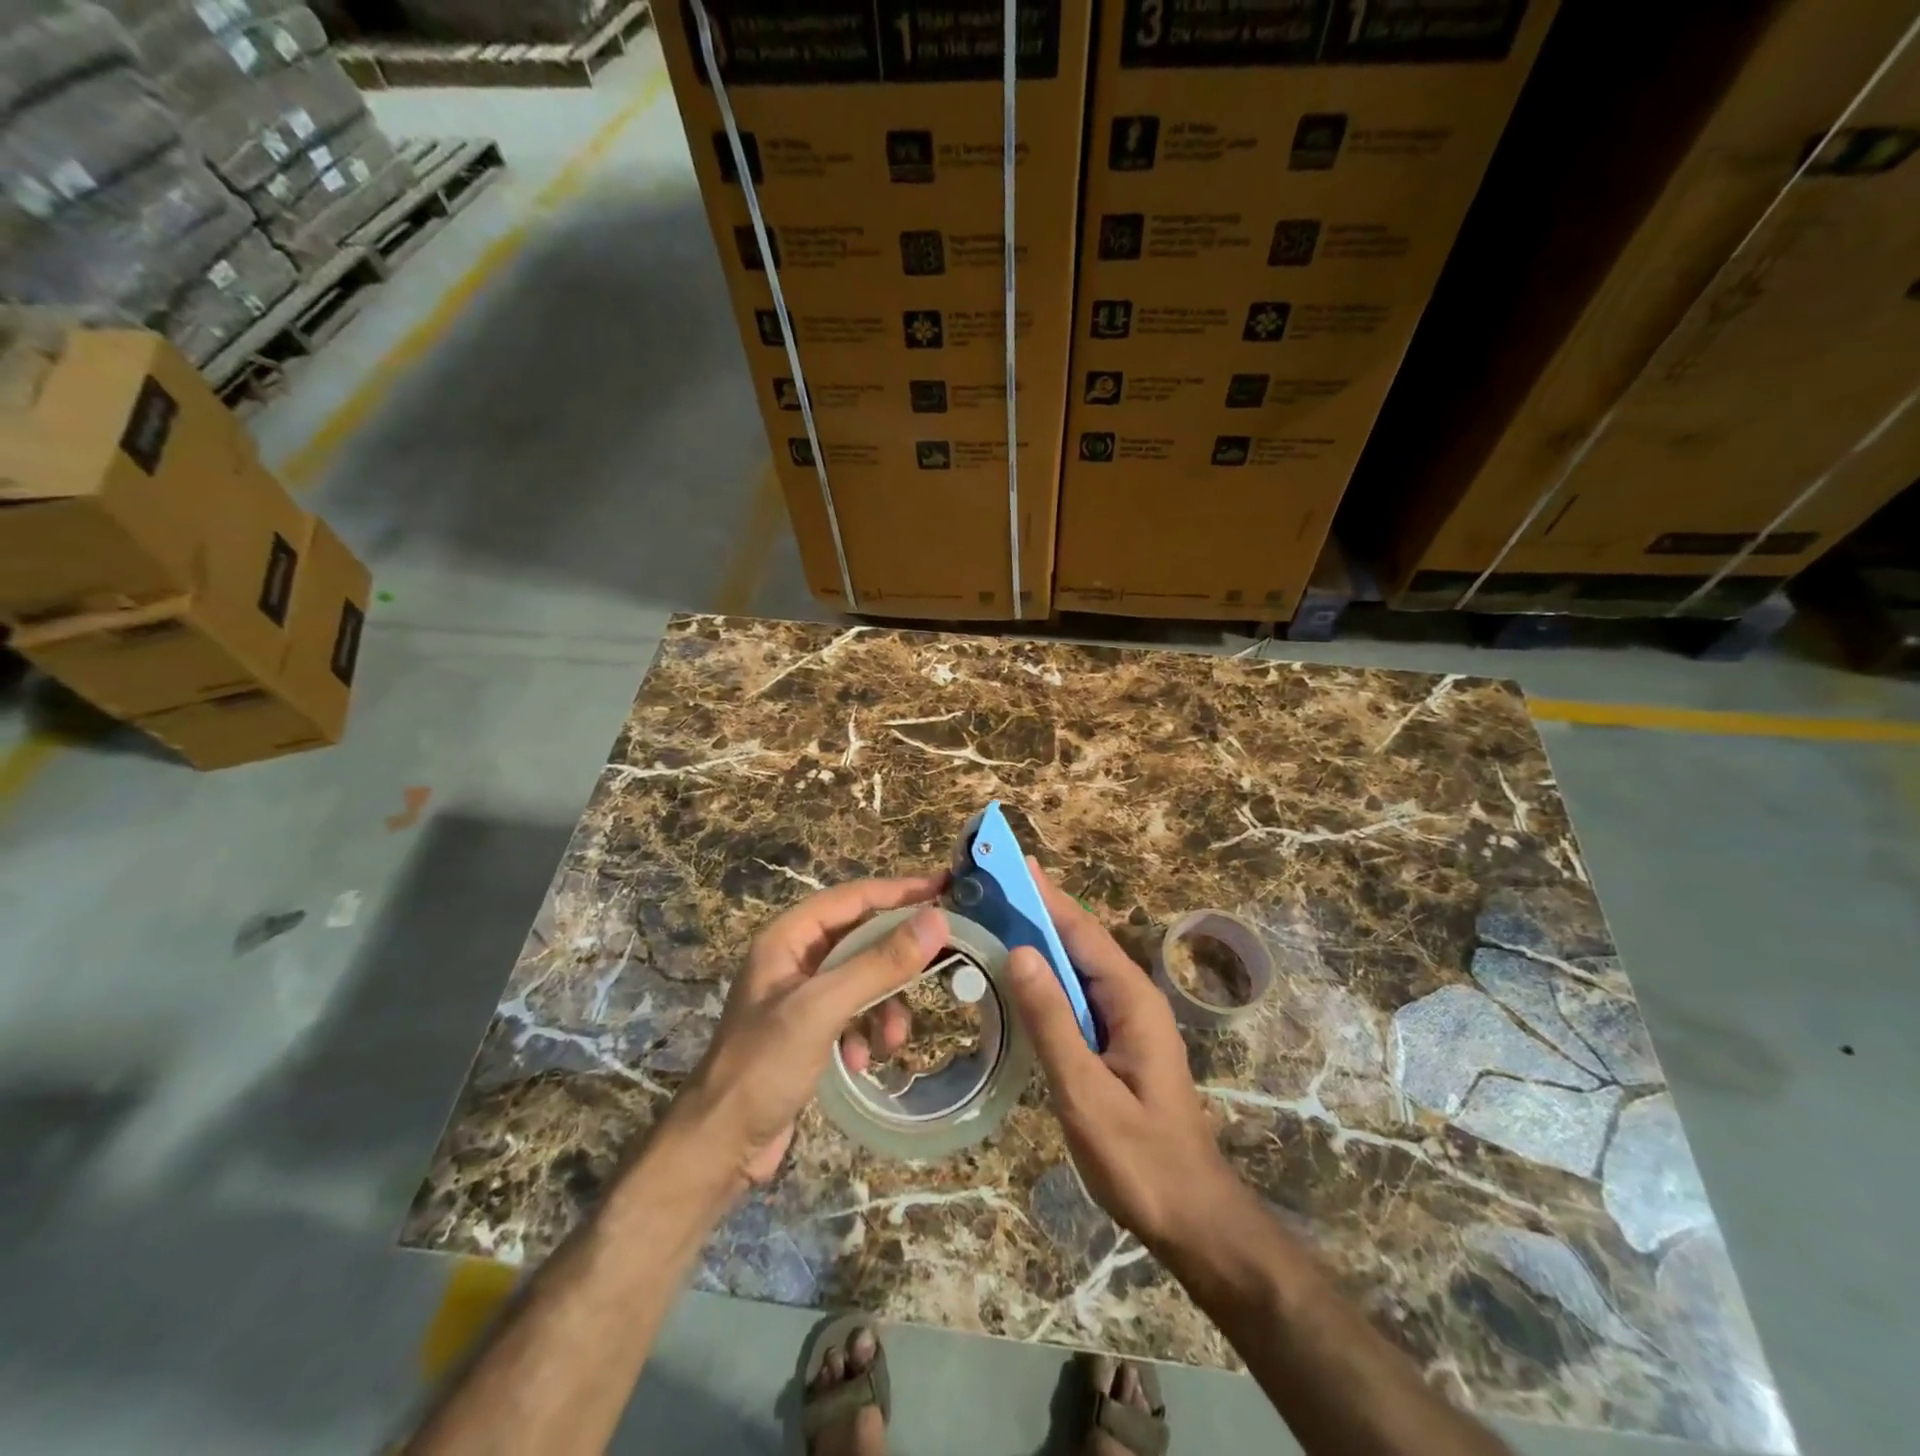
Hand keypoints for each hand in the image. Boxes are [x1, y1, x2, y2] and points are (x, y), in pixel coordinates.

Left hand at [676, 872, 947, 1184]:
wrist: (719, 1146)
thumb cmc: (764, 1065)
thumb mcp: (823, 1008)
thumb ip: (879, 963)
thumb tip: (936, 920)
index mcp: (788, 938)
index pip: (853, 897)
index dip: (899, 889)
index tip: (944, 885)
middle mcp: (795, 959)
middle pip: (862, 938)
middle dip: (896, 960)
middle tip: (942, 958)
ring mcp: (802, 996)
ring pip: (863, 980)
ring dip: (885, 1007)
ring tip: (892, 1040)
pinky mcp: (809, 1032)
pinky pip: (854, 1015)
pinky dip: (866, 1034)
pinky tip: (860, 1062)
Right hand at [1005, 860, 1240, 1250]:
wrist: (1192, 1217)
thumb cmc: (1140, 1159)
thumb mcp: (1086, 1092)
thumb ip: (1052, 1022)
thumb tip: (1019, 951)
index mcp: (1131, 998)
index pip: (1080, 930)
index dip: (1043, 895)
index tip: (1008, 863)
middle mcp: (1131, 997)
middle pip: (1078, 940)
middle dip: (1036, 909)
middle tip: (987, 885)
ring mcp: (1126, 1019)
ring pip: (1076, 966)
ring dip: (1039, 939)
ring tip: (992, 917)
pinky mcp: (1116, 1041)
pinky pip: (1077, 995)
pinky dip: (1046, 976)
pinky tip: (1018, 976)